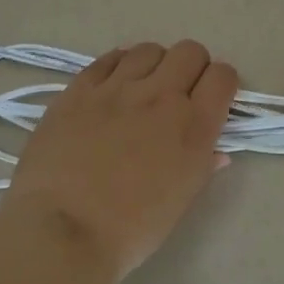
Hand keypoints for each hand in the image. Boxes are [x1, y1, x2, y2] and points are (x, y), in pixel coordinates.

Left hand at [0, 40, 237, 273]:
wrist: (61, 232)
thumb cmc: (130, 229)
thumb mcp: (179, 202)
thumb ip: (201, 166)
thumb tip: (216, 152)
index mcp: (193, 127)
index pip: (223, 77)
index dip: (221, 84)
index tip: (211, 99)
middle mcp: (161, 97)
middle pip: (190, 52)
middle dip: (191, 68)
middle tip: (178, 93)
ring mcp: (117, 88)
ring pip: (149, 50)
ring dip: (153, 65)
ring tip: (141, 89)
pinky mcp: (80, 89)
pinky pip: (108, 58)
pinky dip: (118, 67)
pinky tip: (112, 87)